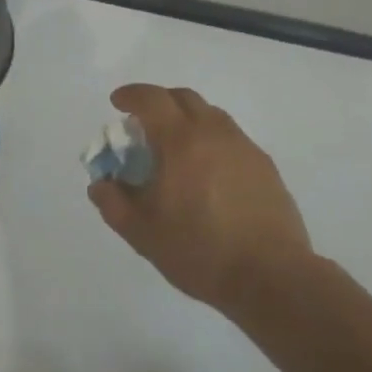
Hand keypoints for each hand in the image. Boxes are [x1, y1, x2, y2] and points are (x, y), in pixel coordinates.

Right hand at [88, 84, 311, 311]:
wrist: (271, 277)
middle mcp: (213, 132)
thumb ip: (114, 204)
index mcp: (180, 140)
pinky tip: (208, 172)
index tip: (117, 103)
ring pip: (210, 115)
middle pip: (183, 97)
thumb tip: (100, 184)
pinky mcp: (264, 165)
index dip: (131, 95)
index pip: (151, 99)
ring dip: (187, 119)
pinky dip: (211, 140)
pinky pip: (230, 138)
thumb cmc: (200, 251)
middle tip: (144, 123)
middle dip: (159, 101)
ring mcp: (243, 146)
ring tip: (176, 147)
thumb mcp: (143, 233)